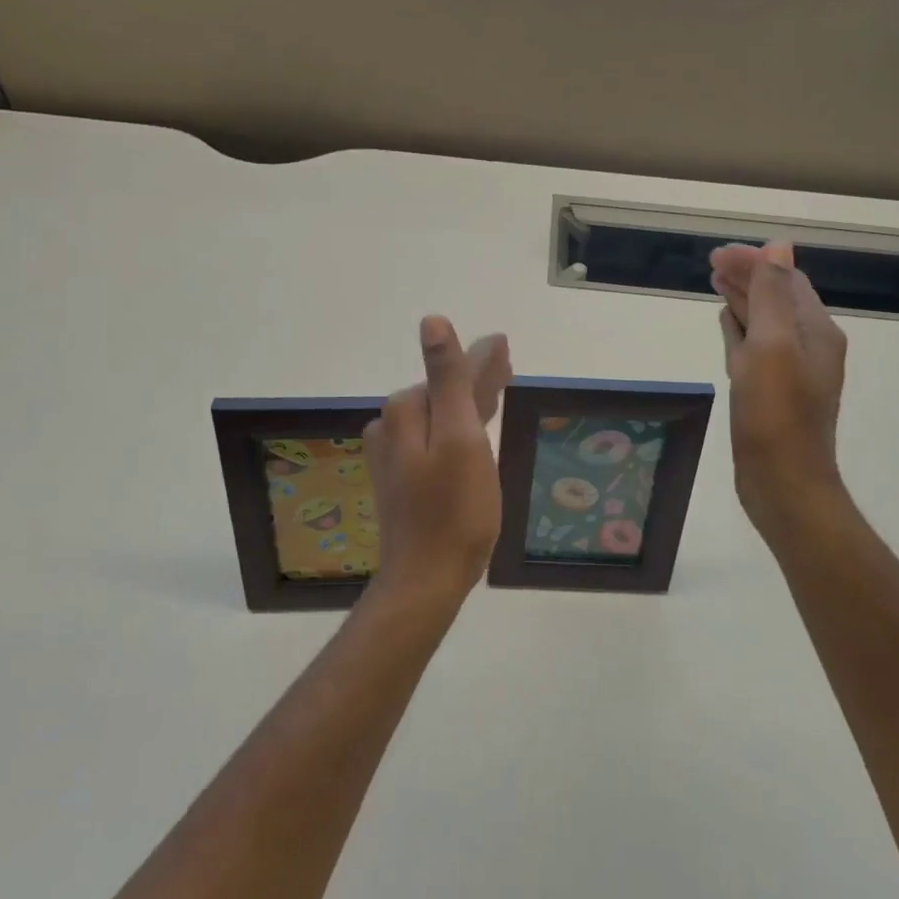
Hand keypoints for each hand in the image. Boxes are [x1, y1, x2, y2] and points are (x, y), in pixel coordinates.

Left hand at [364, 317, 511, 606]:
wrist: (426, 579)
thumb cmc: (455, 509)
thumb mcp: (460, 437)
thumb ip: (448, 379)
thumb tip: (432, 320)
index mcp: (406, 410)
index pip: (451, 373)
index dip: (482, 360)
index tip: (506, 348)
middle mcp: (391, 426)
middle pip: (443, 392)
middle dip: (475, 380)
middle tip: (507, 368)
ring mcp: (392, 454)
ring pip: (438, 415)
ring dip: (465, 403)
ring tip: (494, 396)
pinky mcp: (399, 478)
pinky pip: (432, 439)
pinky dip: (454, 430)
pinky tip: (467, 435)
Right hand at [710, 241, 850, 549]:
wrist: (783, 483)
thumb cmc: (776, 414)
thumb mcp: (773, 346)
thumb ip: (773, 295)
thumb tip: (778, 246)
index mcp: (815, 331)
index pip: (785, 280)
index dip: (755, 262)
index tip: (716, 254)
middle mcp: (808, 346)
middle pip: (777, 298)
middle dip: (748, 276)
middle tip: (711, 263)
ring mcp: (789, 371)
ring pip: (765, 322)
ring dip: (743, 299)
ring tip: (715, 283)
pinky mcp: (770, 391)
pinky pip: (755, 348)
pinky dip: (740, 330)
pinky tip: (727, 325)